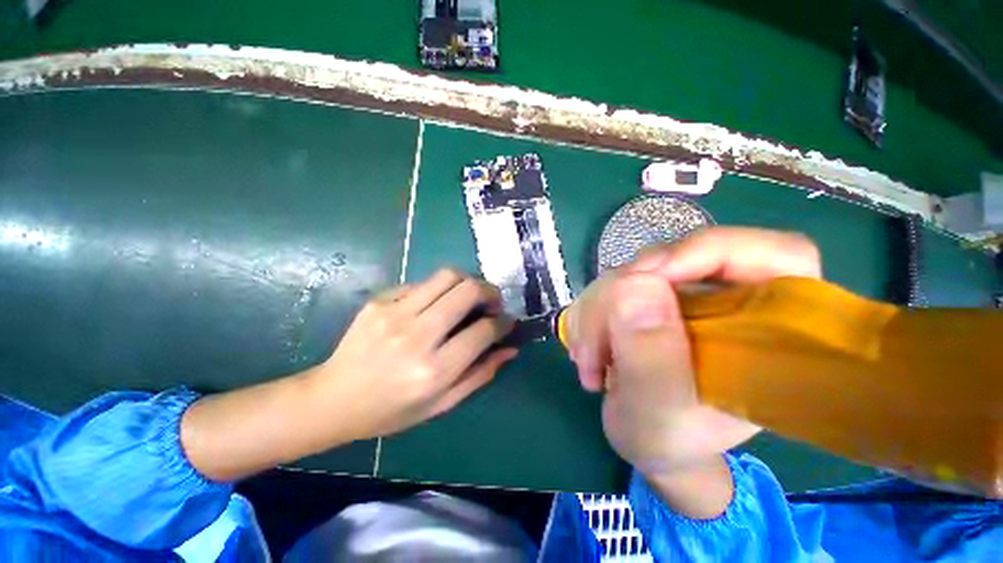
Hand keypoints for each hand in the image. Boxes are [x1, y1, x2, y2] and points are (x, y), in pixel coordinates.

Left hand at [309, 268, 516, 440]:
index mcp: (433, 370)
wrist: (332, 399)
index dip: (503, 323)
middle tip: (493, 303)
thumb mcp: (441, 404)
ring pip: (447, 276)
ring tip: (469, 297)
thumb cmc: (390, 410)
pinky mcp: (380, 300)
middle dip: (490, 292)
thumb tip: (510, 348)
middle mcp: (416, 336)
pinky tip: (435, 305)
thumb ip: (480, 374)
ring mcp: (394, 312)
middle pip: (468, 291)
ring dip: (468, 283)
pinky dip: (439, 290)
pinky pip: (422, 283)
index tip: (508, 322)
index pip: (483, 331)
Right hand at [565, 228, 820, 514]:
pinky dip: (588, 314)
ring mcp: (684, 296)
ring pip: (630, 272)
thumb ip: (652, 358)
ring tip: (589, 360)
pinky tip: (586, 348)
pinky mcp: (649, 297)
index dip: (712, 251)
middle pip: (673, 260)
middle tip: (596, 345)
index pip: (777, 256)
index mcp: (767, 333)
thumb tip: (634, 285)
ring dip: (597, 312)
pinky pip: (608, 285)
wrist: (642, 435)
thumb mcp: (659, 414)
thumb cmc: (666, 439)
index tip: (647, 274)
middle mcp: (727, 301)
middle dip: (620, 298)